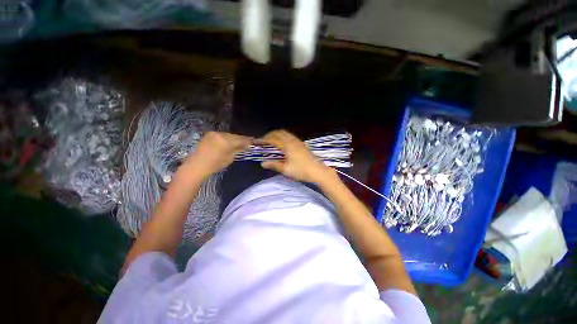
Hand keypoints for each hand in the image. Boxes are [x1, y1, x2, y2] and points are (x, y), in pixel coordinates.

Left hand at [184, 131, 251, 178]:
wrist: (196, 165)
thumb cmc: (214, 165)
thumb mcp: (229, 158)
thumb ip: (237, 150)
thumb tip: (244, 146)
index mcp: (226, 141)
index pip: (240, 139)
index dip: (247, 141)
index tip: (253, 142)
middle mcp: (220, 134)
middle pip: (234, 136)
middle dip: (241, 139)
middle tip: (247, 142)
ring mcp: (214, 133)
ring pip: (228, 135)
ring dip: (234, 139)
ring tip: (238, 143)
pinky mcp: (209, 135)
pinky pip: (221, 135)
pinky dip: (226, 138)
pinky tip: (229, 142)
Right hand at [259, 130, 334, 182]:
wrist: (317, 170)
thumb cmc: (301, 170)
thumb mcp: (286, 169)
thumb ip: (274, 165)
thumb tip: (263, 163)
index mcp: (287, 146)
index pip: (273, 139)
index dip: (264, 140)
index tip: (257, 142)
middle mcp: (292, 141)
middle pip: (279, 133)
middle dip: (270, 135)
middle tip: (264, 141)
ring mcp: (298, 141)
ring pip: (285, 133)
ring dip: (277, 135)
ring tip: (272, 141)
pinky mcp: (302, 144)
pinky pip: (290, 136)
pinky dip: (283, 136)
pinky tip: (283, 144)